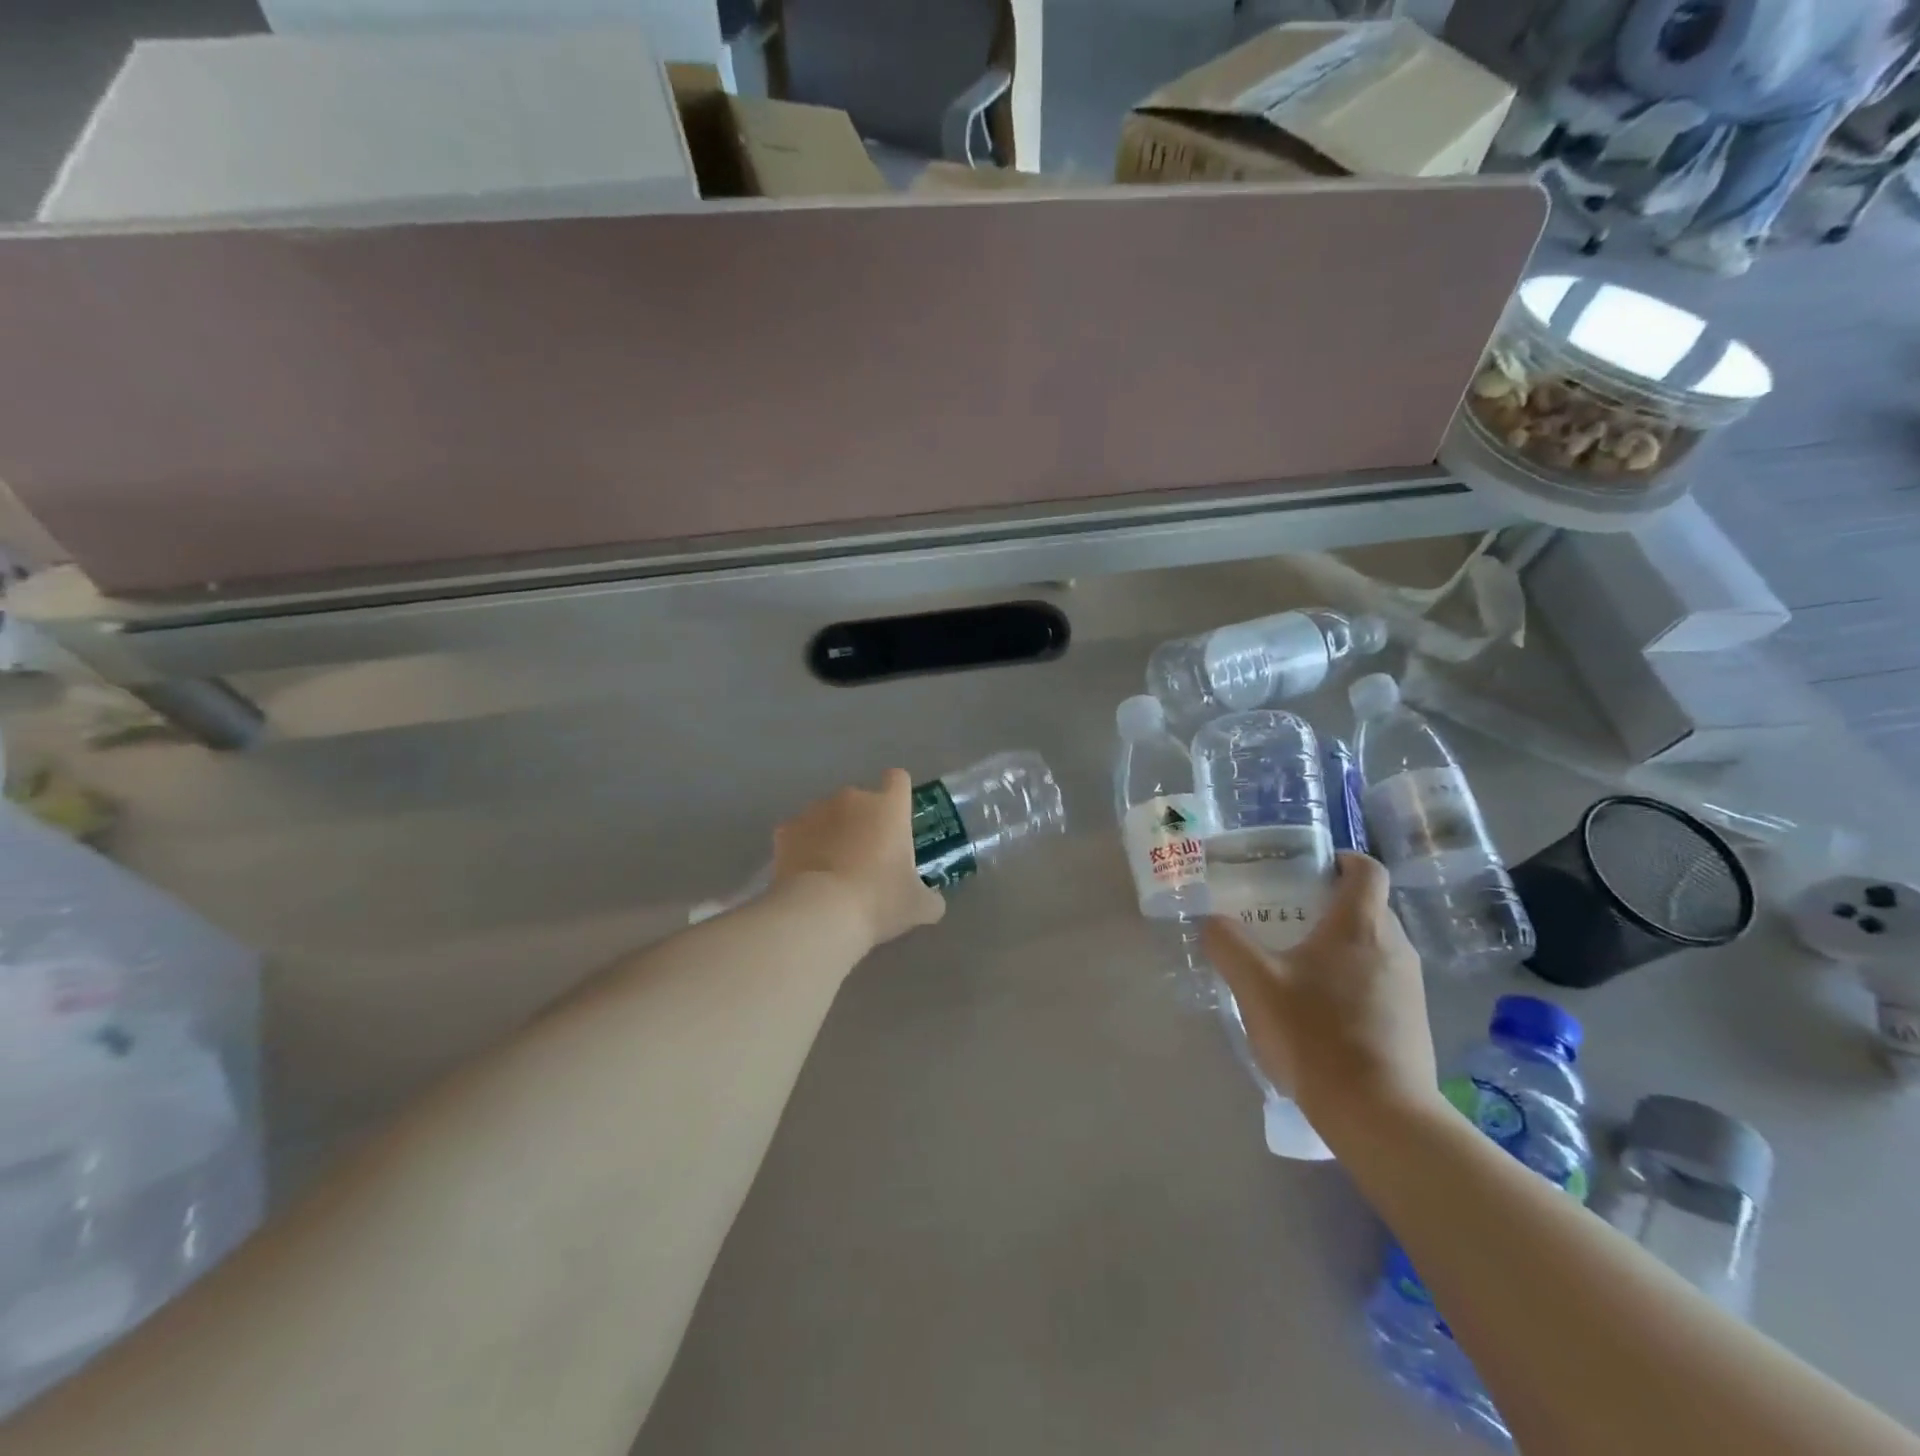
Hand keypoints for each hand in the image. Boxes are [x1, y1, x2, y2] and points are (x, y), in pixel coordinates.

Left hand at [771, 769, 945, 949]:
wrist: (820, 913)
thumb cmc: (879, 901)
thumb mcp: (918, 906)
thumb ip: (930, 898)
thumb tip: (932, 902)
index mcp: (889, 807)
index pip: (898, 780)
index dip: (898, 795)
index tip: (897, 819)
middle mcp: (852, 799)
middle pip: (861, 800)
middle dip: (863, 822)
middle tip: (866, 858)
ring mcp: (815, 811)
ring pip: (828, 815)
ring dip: (832, 833)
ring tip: (831, 870)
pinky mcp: (786, 830)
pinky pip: (799, 833)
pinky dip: (803, 848)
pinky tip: (806, 875)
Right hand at [1201, 853, 1438, 1133]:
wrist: (1379, 1113)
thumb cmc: (1315, 1033)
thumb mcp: (1254, 983)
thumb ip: (1227, 943)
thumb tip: (1212, 923)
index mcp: (1361, 925)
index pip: (1367, 869)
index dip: (1342, 859)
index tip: (1310, 868)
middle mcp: (1395, 946)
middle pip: (1368, 907)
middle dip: (1329, 905)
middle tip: (1286, 918)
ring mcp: (1410, 986)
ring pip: (1374, 946)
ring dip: (1340, 945)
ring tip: (1297, 967)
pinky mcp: (1414, 1021)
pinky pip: (1382, 981)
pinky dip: (1353, 980)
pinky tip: (1320, 1010)